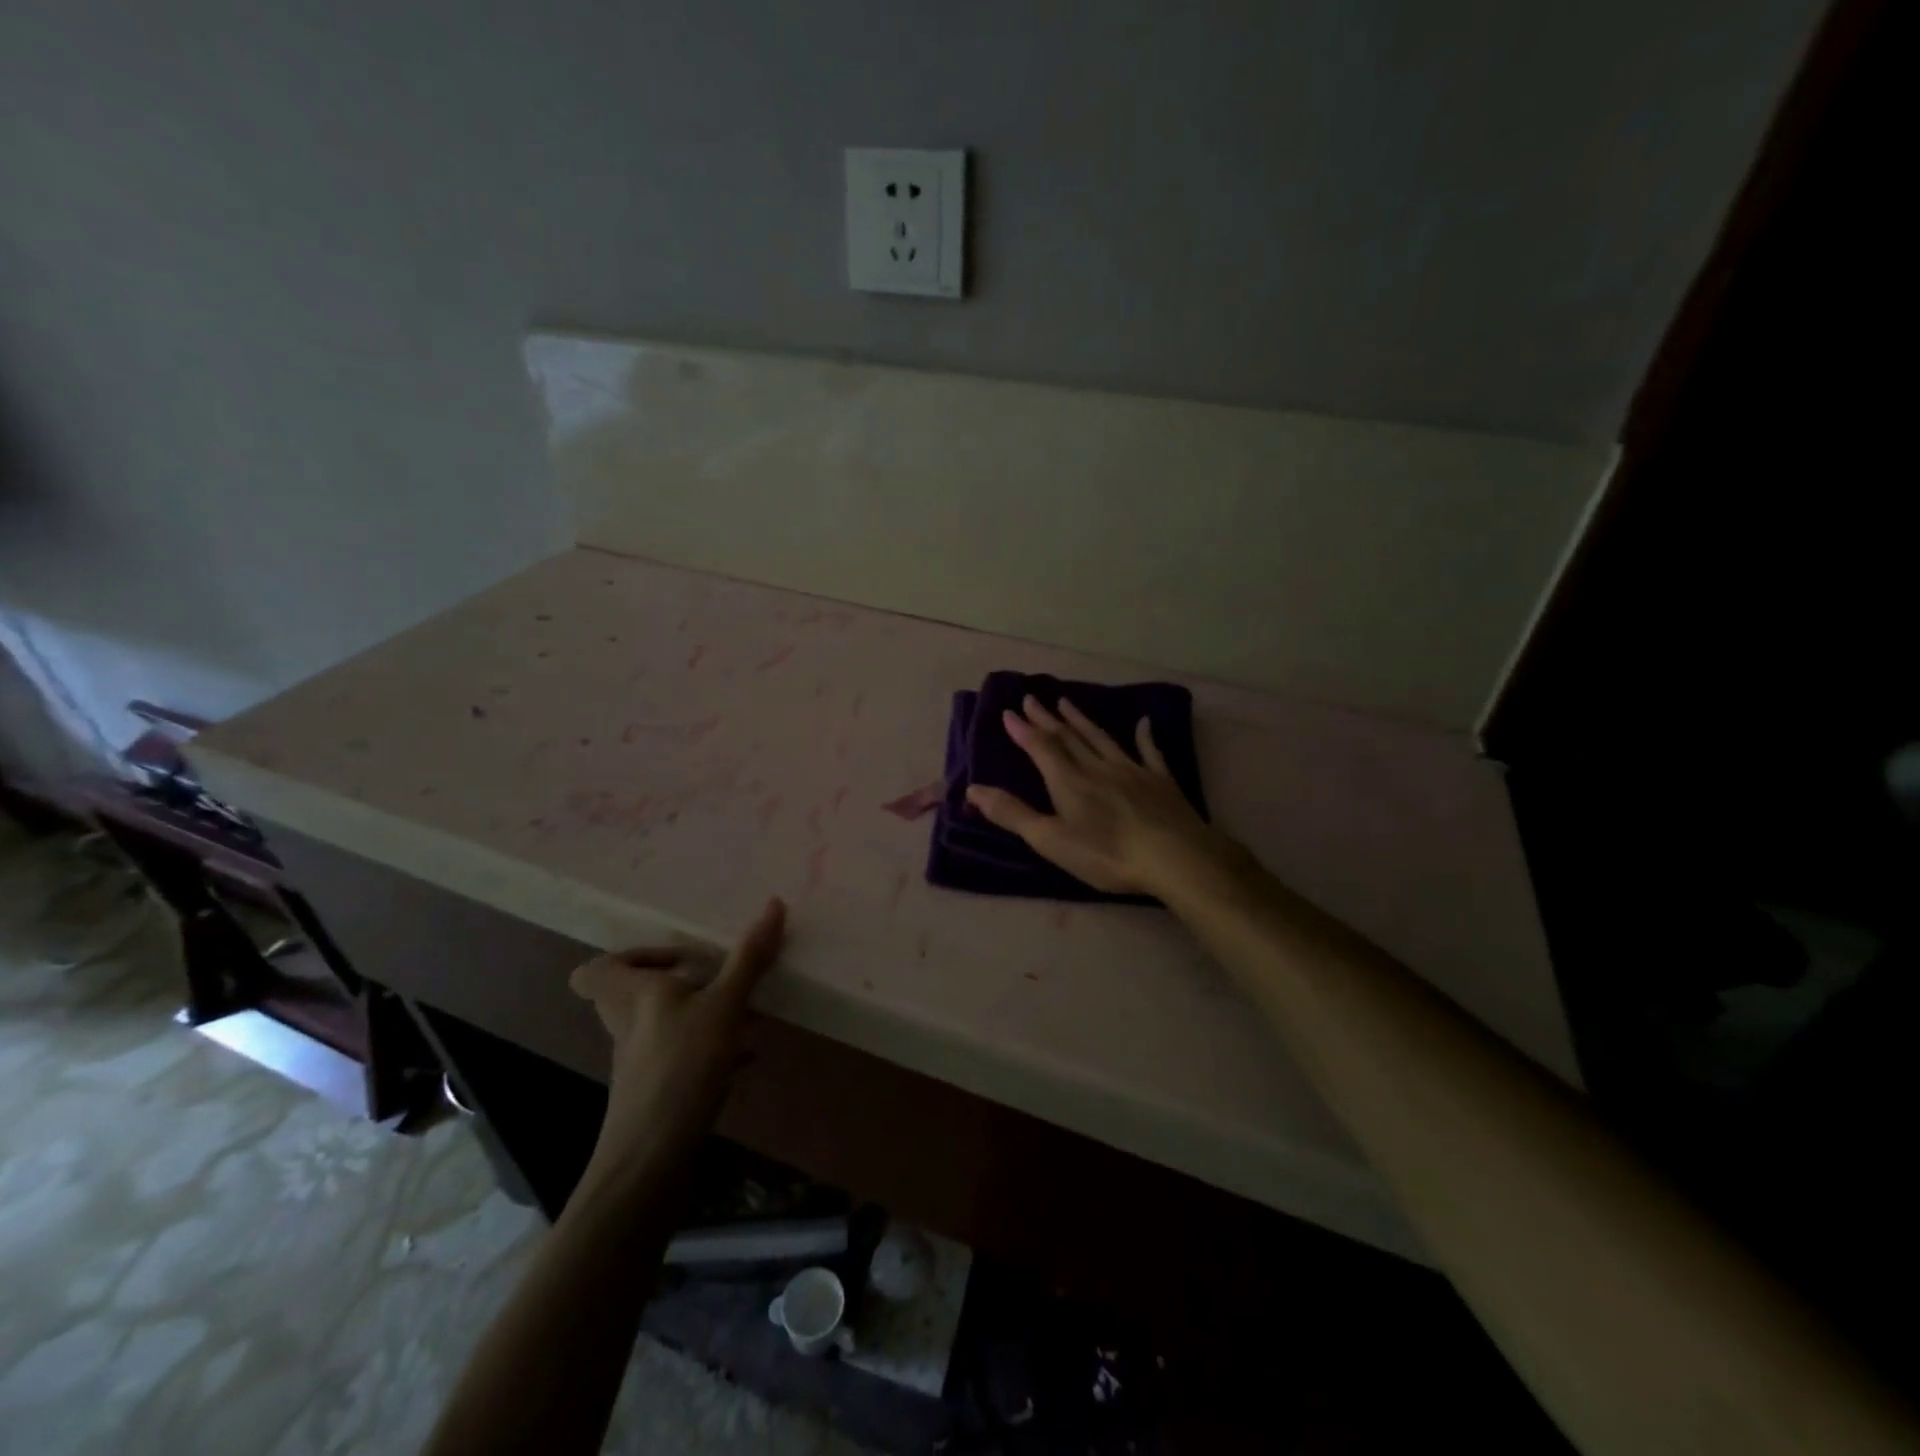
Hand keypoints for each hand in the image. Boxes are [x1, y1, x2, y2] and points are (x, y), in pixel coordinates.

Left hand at [568, 898, 785, 1187]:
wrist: (650, 1164)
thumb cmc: (680, 1069)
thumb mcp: (723, 1007)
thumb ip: (748, 959)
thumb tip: (774, 904)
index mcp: (632, 997)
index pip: (594, 970)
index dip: (629, 957)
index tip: (679, 958)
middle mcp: (629, 1026)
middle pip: (636, 994)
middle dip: (682, 983)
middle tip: (720, 979)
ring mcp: (641, 1062)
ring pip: (665, 1024)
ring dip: (703, 1015)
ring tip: (748, 1017)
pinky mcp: (657, 1092)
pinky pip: (682, 1056)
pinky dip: (711, 1051)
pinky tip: (745, 1057)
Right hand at [965, 696, 1237, 897]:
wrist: (1174, 856)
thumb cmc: (1106, 854)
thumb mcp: (1050, 840)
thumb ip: (1012, 814)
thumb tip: (972, 790)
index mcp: (1068, 781)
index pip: (1040, 748)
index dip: (1023, 730)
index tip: (1009, 712)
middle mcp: (1097, 767)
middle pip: (1068, 737)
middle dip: (1047, 719)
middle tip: (1033, 699)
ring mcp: (1131, 770)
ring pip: (1101, 738)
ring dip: (1082, 720)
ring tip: (1067, 702)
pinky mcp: (1160, 781)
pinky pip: (1150, 752)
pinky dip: (1144, 735)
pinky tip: (1144, 722)